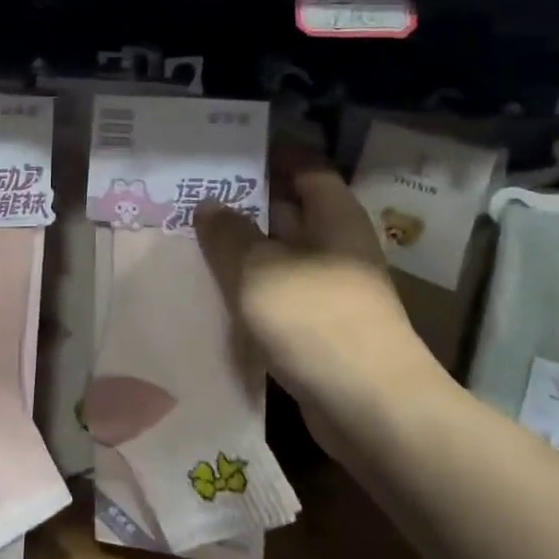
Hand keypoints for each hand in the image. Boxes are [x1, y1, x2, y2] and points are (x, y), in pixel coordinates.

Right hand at [195, 147, 435, 450]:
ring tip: (188, 236)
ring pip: (277, 253)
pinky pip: (276, 291)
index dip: (267, 152)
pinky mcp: (317, 324)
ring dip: (240, 247)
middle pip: (286, 208)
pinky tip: (210, 288)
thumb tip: (209, 205)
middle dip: (242, 200)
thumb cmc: (315, 320)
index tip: (222, 150)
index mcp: (332, 215)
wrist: (370, 407)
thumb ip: (228, 233)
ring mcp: (327, 286)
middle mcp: (334, 244)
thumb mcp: (258, 269)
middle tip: (188, 193)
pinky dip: (248, 286)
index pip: (303, 165)